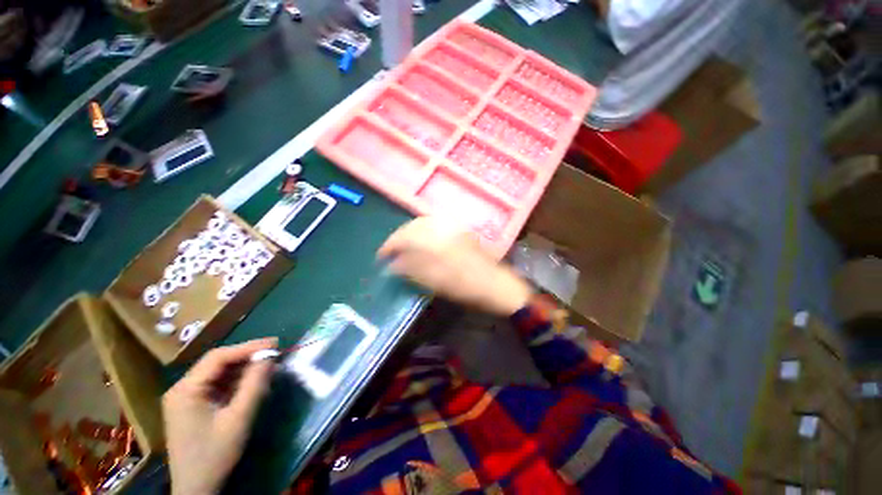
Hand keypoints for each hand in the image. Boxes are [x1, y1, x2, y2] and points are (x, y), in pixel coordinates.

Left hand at [163, 339, 276, 494]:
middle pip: (218, 363)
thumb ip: (254, 384)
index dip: (248, 347)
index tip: (275, 343)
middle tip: (276, 353)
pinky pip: (219, 386)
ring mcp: (186, 398)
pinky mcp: (194, 406)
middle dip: (248, 357)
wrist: (196, 489)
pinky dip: (238, 382)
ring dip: (245, 369)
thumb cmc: (215, 454)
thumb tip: (270, 356)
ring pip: (220, 373)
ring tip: (271, 367)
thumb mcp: (238, 419)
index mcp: (186, 390)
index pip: (218, 357)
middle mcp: (182, 389)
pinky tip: (255, 383)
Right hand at [377, 217, 532, 315]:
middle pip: (413, 225)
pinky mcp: (459, 231)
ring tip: (404, 246)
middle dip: (399, 237)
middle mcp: (442, 228)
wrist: (495, 284)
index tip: (381, 257)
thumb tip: (391, 265)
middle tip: (391, 252)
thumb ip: (411, 269)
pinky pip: (436, 225)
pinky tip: (421, 241)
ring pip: (424, 223)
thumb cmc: (465, 287)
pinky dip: (423, 231)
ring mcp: (452, 227)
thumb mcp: (435, 282)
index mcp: (435, 240)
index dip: (389, 245)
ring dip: (410, 232)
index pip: (404, 236)